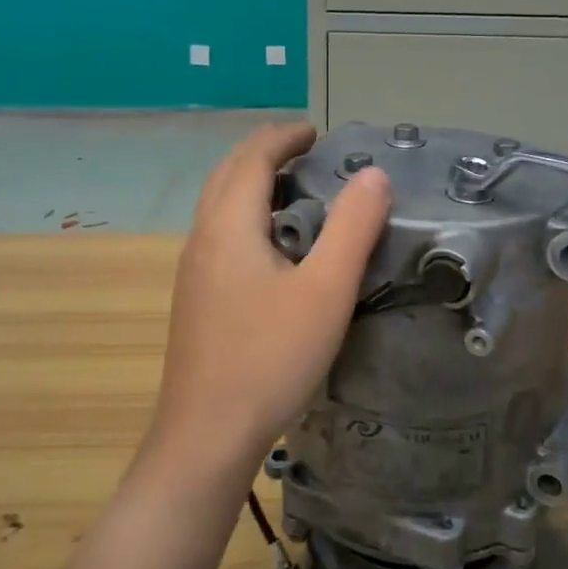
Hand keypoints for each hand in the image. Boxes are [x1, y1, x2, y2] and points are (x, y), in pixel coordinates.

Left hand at [151, 122, 389, 474]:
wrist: (206, 437)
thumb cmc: (270, 358)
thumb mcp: (326, 290)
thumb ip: (353, 227)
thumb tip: (373, 174)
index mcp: (229, 225)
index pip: (251, 158)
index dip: (283, 137)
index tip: (316, 131)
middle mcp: (202, 238)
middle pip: (228, 175)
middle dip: (265, 153)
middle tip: (307, 151)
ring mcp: (193, 271)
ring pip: (220, 205)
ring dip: (253, 184)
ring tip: (295, 190)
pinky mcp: (196, 299)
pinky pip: (220, 234)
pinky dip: (247, 215)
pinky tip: (274, 247)